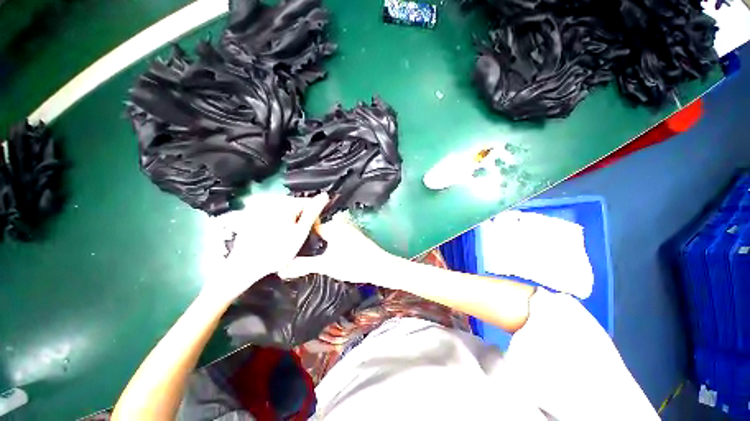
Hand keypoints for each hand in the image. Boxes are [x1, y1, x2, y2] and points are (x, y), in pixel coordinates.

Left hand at [200, 193, 328, 305]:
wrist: (244, 265)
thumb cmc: (276, 251)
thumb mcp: (300, 232)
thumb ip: (312, 213)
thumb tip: (324, 196)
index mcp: (284, 204)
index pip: (308, 202)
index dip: (314, 216)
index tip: (313, 230)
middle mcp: (272, 201)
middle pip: (297, 206)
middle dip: (302, 219)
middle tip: (299, 236)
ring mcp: (261, 207)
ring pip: (287, 210)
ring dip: (291, 221)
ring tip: (287, 237)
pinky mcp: (253, 214)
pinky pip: (274, 214)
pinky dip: (279, 222)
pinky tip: (276, 235)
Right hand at [278, 212, 395, 285]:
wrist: (379, 267)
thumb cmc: (353, 264)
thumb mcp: (326, 265)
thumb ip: (304, 265)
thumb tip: (281, 268)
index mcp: (332, 227)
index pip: (309, 224)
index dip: (298, 231)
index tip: (287, 239)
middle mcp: (339, 225)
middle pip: (318, 229)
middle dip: (307, 238)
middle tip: (294, 249)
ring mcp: (348, 230)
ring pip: (327, 234)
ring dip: (319, 242)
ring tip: (306, 252)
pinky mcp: (354, 237)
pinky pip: (336, 237)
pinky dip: (328, 244)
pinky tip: (324, 253)